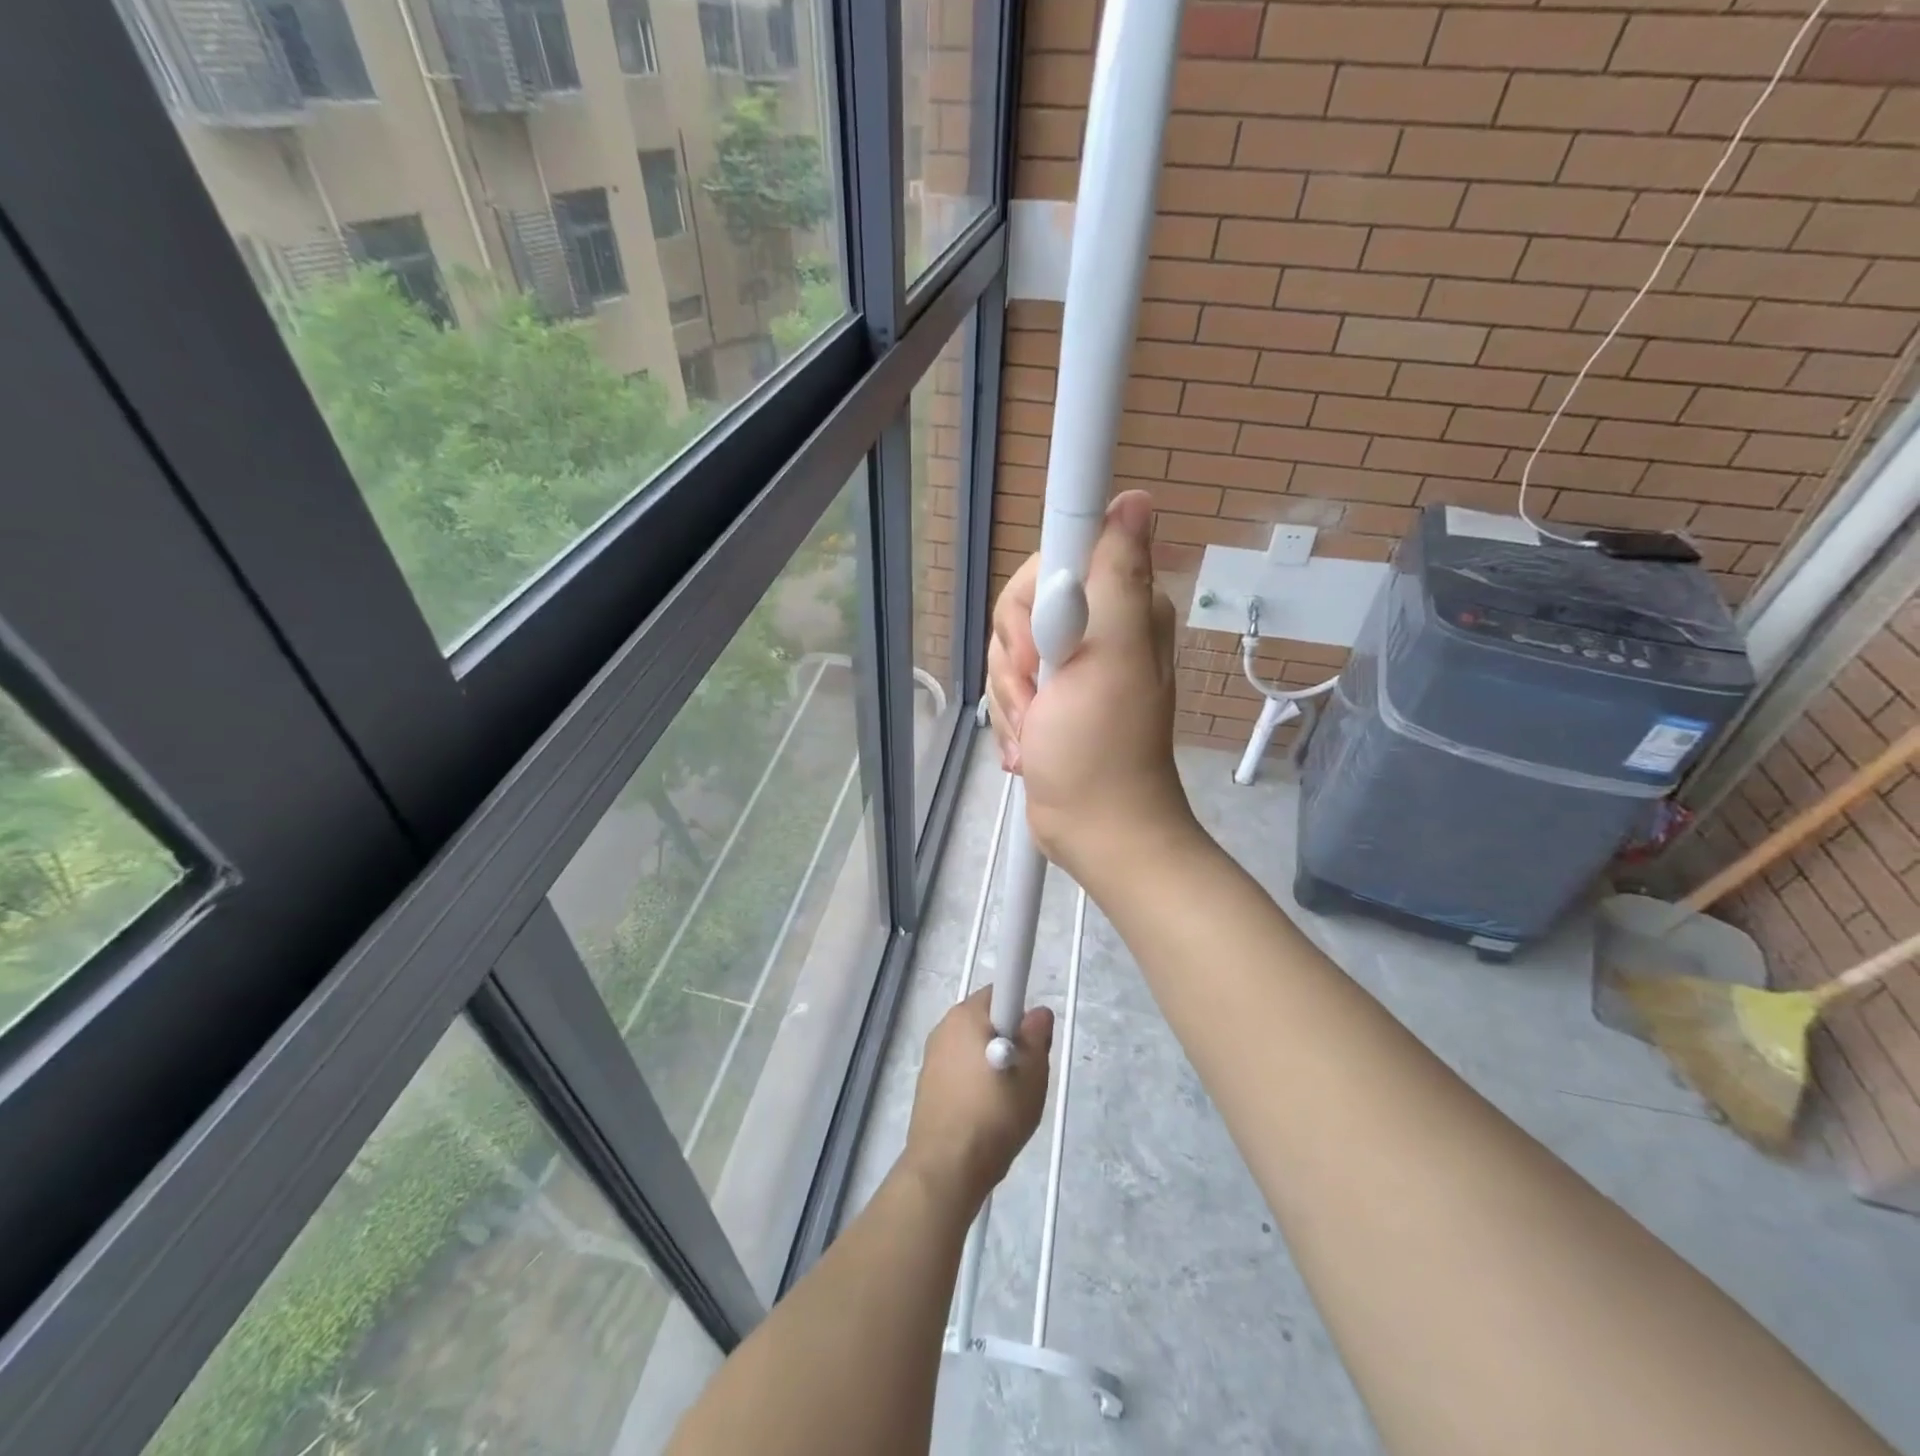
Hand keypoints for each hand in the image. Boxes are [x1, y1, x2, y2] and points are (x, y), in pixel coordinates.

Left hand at [900, 989, 1053, 1209]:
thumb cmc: (995, 1113)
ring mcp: (932, 1056)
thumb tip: (1037, 1013)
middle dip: (1009, 1039)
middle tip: (1026, 1074)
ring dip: (991, 1063)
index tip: (1031, 1043)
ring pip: (973, 1047)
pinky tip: (985, 1114)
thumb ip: (1037, 1035)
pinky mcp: (927, 1084)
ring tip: (1007, 1100)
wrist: (947, 1167)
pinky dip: (974, 1082)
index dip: (1021, 1013)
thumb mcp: (1033, 1073)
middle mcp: (944, 1026)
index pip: (1001, 992)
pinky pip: (960, 1070)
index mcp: (966, 1014)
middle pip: (987, 1020)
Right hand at [986, 490, 1198, 890]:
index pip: (1053, 558)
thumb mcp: (1110, 655)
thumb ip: (1116, 574)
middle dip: (1016, 658)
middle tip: (1040, 696)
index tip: (1041, 646)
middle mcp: (1095, 625)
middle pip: (1020, 605)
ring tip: (1038, 729)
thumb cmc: (1100, 746)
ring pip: (1006, 649)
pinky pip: (1006, 684)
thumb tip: (1137, 499)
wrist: (1093, 826)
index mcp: (1119, 605)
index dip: (1032, 599)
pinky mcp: (1047, 696)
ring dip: (1012, 697)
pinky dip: (1011, 717)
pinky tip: (1031, 744)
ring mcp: (1068, 663)